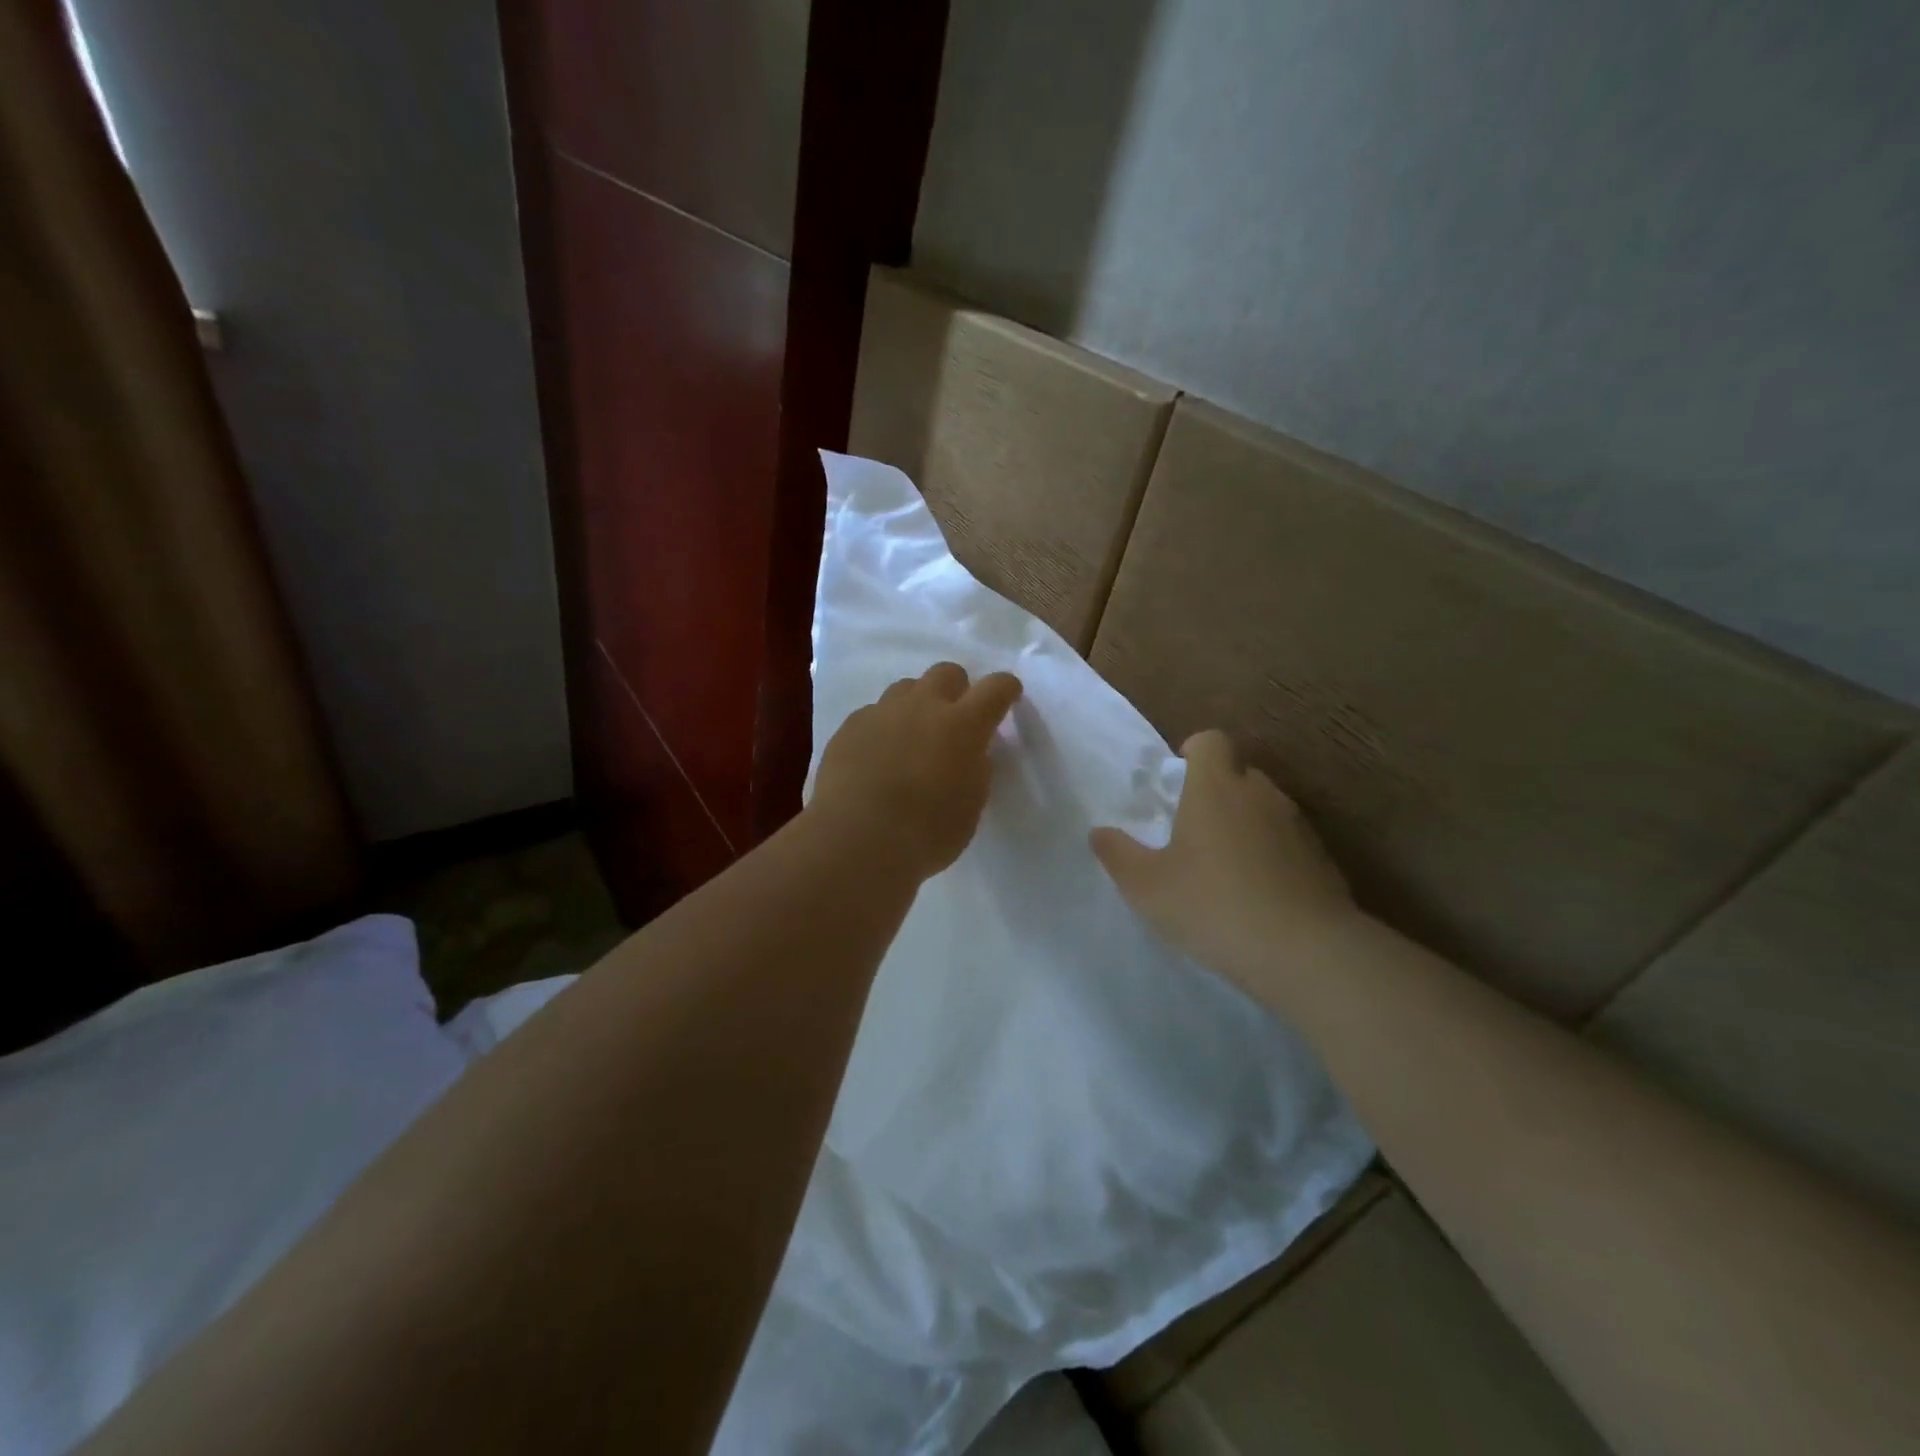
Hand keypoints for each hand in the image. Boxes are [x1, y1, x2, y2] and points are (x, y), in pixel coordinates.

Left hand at [810, 663, 1023, 880]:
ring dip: (917, 706)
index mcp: (963, 725)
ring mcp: (882, 712)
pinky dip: (883, 728)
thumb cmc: (926, 833)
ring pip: (906, 688)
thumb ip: (975, 767)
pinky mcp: (850, 726)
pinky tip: (877, 758)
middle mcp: (923, 706)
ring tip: (911, 739)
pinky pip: (874, 714)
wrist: (856, 841)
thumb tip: (969, 751)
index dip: (1005, 689)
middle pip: (946, 673)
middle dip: (956, 690)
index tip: (1007, 697)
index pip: (996, 687)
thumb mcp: (971, 804)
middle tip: (953, 721)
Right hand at [1090, 730, 1358, 989]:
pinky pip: (1288, 843)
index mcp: (1215, 788)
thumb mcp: (1146, 886)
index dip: (1193, 751)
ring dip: (1244, 825)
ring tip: (1223, 868)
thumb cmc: (1212, 905)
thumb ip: (1117, 854)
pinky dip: (1271, 856)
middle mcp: (1260, 795)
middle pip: (1239, 773)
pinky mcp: (1322, 860)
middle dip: (1216, 792)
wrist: (1305, 952)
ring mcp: (1297, 826)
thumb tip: (1099, 833)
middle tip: (1191, 830)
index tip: (1178, 779)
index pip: (1211, 741)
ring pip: (1265, 809)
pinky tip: (1257, 896)